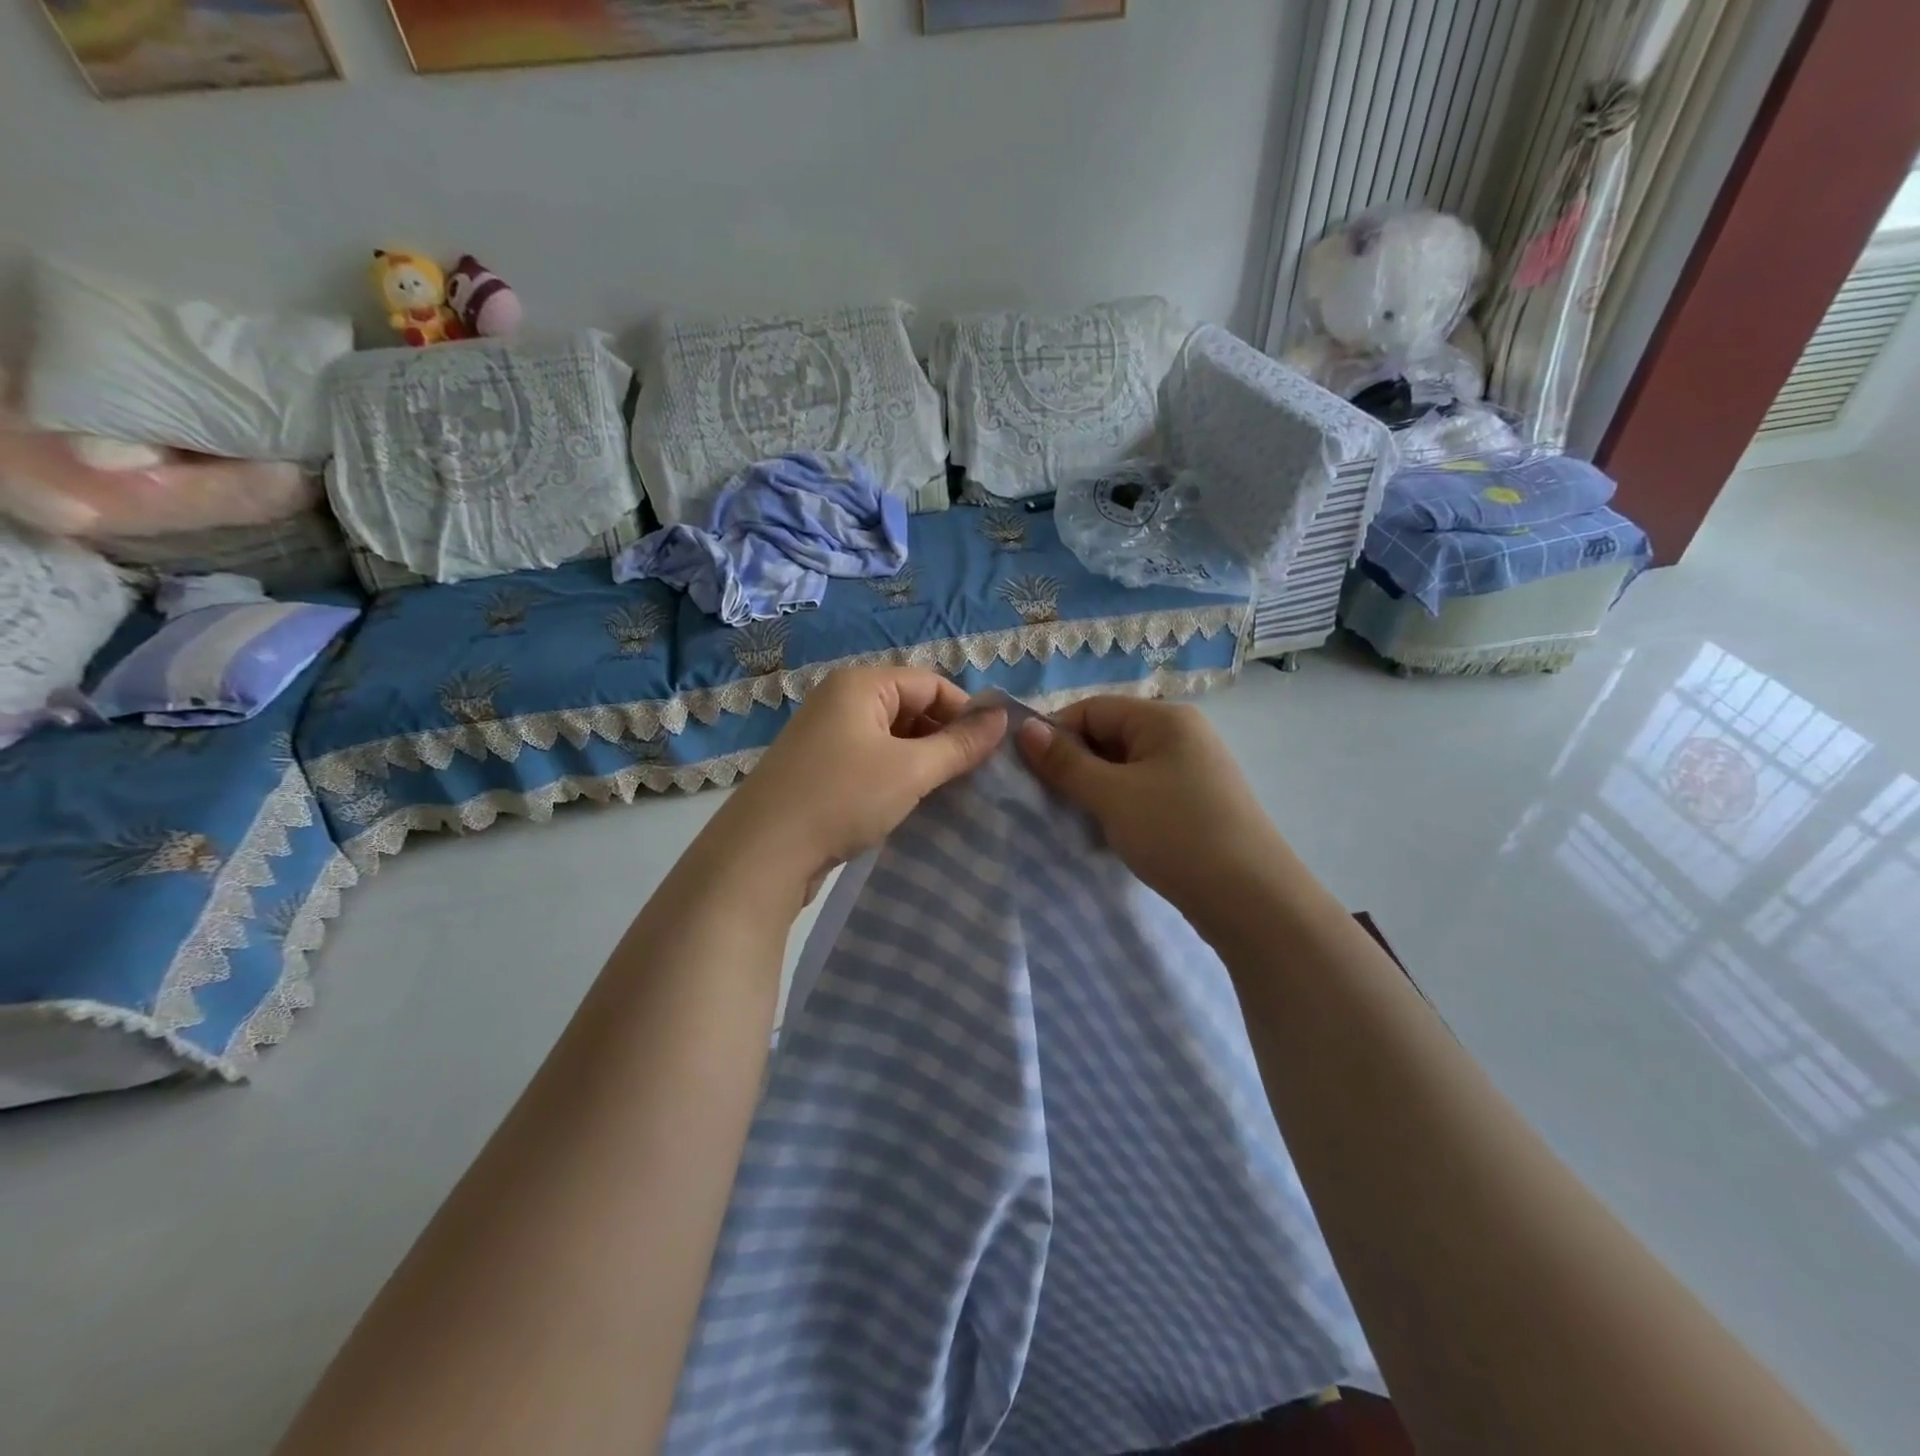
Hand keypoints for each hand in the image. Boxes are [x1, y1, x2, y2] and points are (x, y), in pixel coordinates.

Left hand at [709, 667, 1007, 902]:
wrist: (762, 854)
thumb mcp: (911, 770)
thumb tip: (1003, 717)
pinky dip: (895, 776)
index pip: (931, 684)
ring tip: (948, 793)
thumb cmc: (842, 798)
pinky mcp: (819, 768)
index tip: (992, 752)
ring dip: (921, 761)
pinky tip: (911, 804)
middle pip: (911, 707)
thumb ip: (960, 744)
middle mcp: (840, 700)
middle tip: (973, 777)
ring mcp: (825, 735)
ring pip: (892, 738)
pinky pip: (870, 760)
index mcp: (860, 684)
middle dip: (944, 739)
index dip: (966, 714)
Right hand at [1017, 697, 1285, 914]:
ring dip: (1095, 789)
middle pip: (1109, 735)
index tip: (1026, 772)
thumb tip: (1024, 728)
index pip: (1092, 709)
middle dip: (1074, 764)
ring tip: (1073, 818)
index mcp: (1165, 718)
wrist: (1252, 901)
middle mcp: (1182, 735)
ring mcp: (1192, 771)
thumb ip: (1065, 762)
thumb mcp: (1112, 796)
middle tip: (1046, 799)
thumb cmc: (1177, 834)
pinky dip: (1119, 806)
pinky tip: (1106, 832)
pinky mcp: (1196, 804)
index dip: (1055, 734)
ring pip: (1125, 768)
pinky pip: (1144, 792)